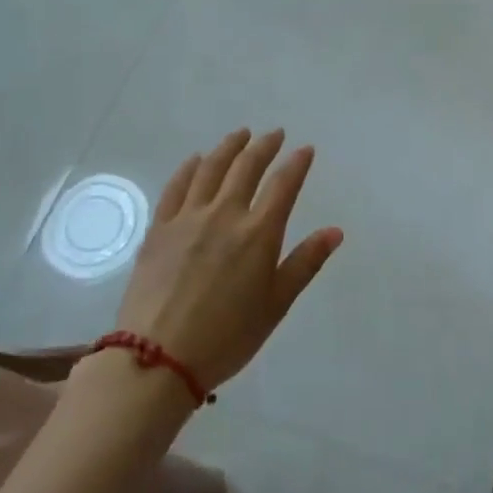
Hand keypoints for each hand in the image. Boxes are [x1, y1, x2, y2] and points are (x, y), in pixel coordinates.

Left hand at [112, 128, 343, 392]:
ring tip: (240, 135)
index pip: (283, 184)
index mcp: (258, 233)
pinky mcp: (159, 228)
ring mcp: (188, 218)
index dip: (296, 163)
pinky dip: (189, 167)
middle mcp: (225, 214)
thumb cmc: (227, 336)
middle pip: (246, 167)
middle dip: (263, 146)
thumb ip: (305, 262)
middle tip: (274, 134)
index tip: (305, 149)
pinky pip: (176, 187)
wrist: (158, 358)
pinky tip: (196, 159)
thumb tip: (335, 231)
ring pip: (211, 169)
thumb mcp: (276, 304)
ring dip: (228, 147)